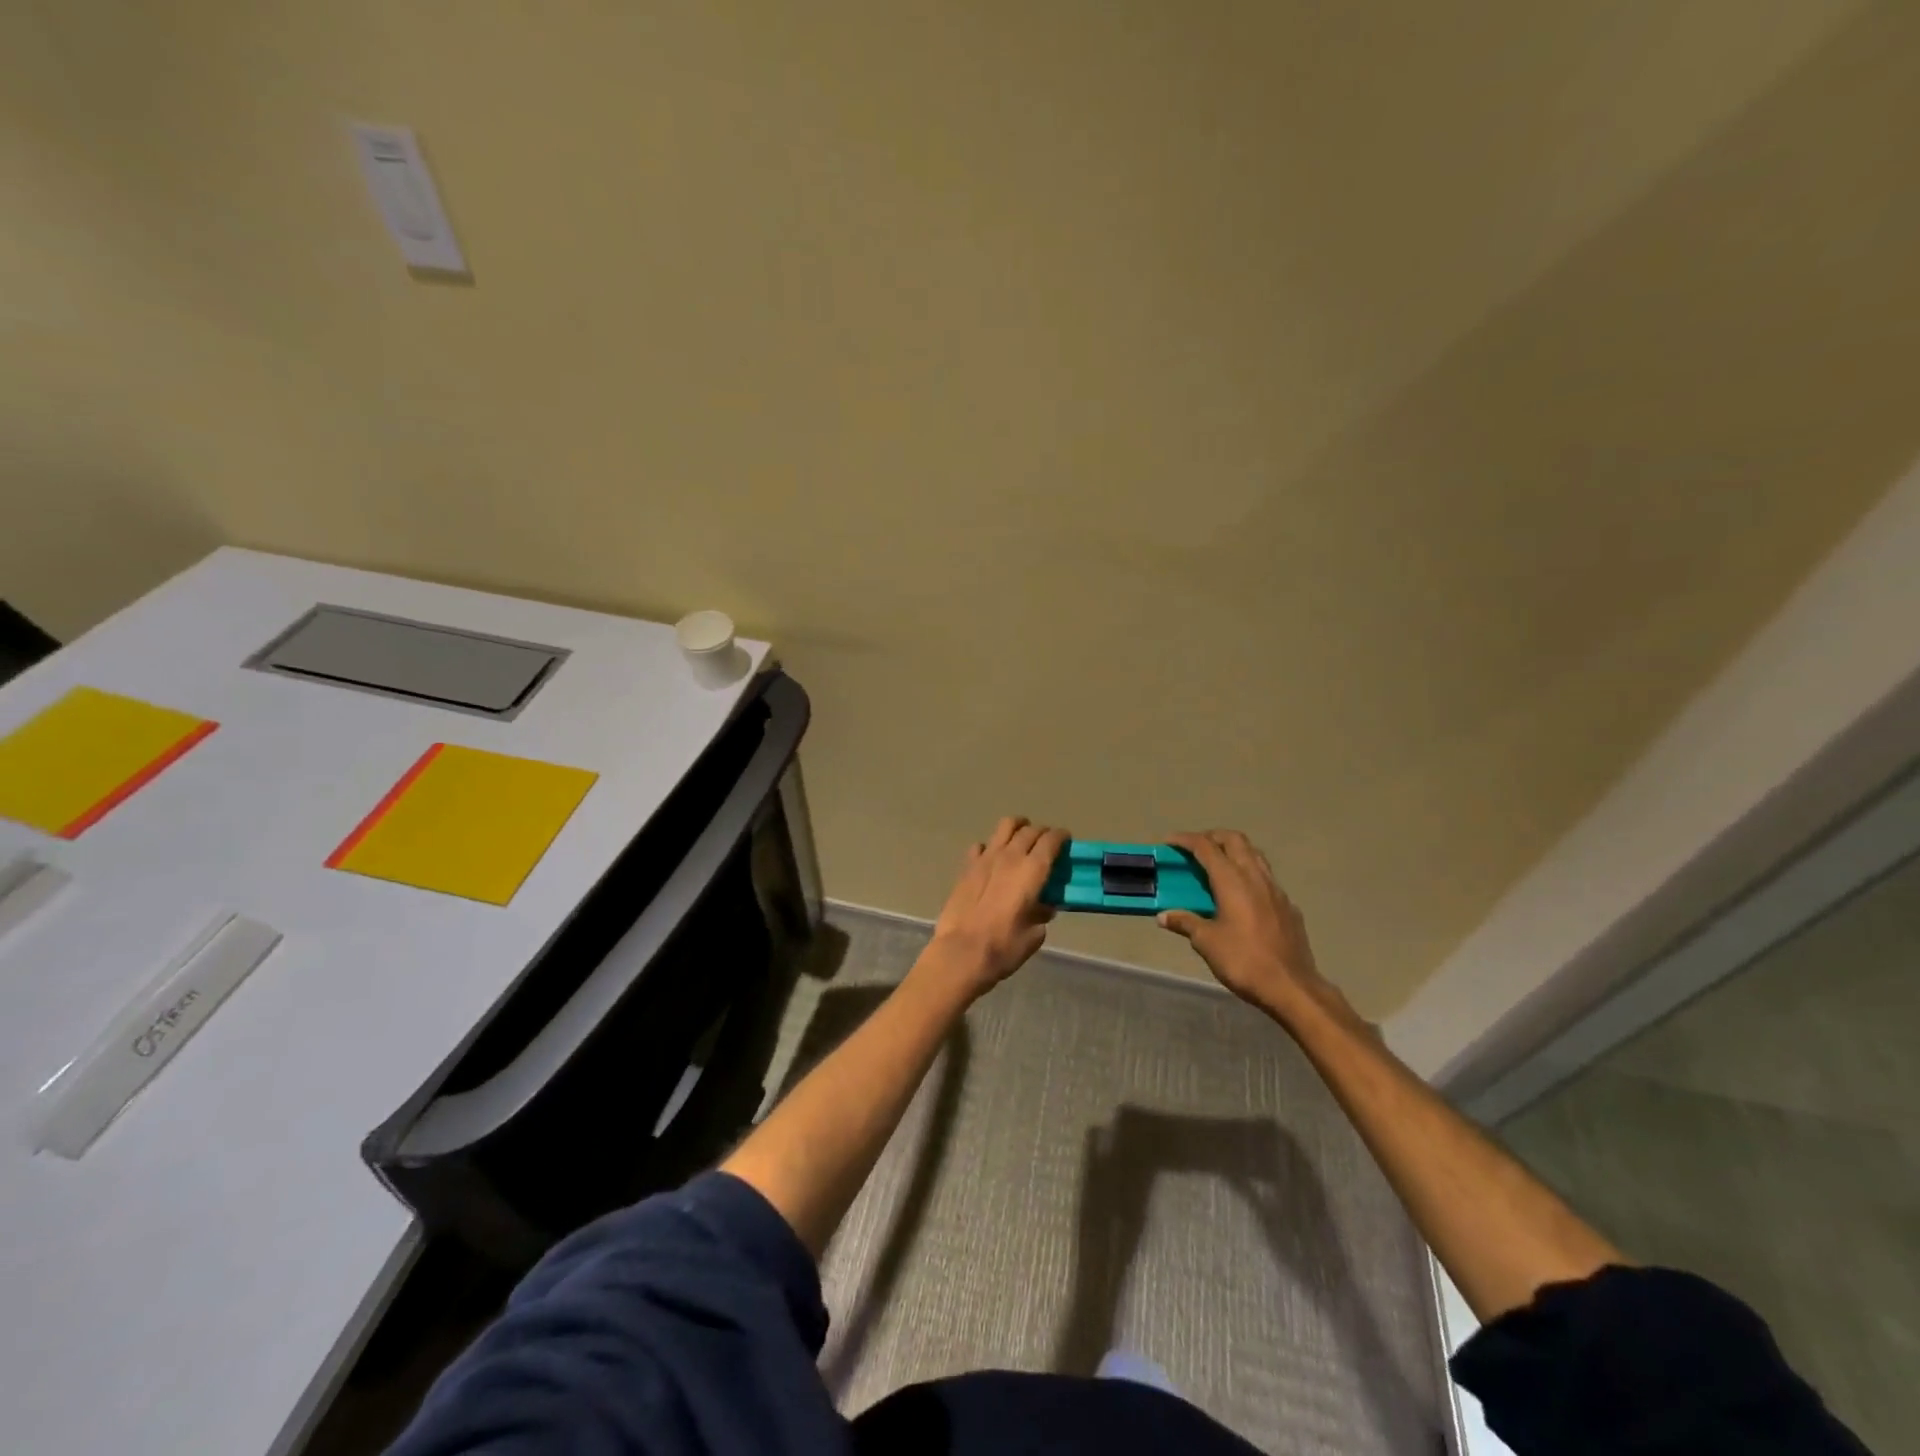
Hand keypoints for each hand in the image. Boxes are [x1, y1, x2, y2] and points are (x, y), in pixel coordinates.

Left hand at [926, 817, 1067, 999]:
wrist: (962, 952)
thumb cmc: (1004, 947)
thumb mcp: (1034, 935)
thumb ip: (1041, 914)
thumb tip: (1042, 907)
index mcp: (1033, 870)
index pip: (1051, 840)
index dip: (1061, 837)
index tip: (1066, 840)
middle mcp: (1011, 856)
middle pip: (1030, 831)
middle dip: (1042, 832)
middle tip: (1047, 842)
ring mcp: (986, 858)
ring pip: (1005, 826)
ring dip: (1017, 827)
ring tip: (1021, 836)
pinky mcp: (967, 867)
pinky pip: (981, 846)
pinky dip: (990, 847)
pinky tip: (992, 859)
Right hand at [1160, 830, 1359, 1032]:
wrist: (1292, 987)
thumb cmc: (1244, 961)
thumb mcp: (1207, 943)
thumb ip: (1186, 923)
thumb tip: (1164, 916)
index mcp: (1232, 881)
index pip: (1206, 847)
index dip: (1185, 840)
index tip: (1169, 842)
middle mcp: (1255, 877)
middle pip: (1235, 840)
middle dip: (1212, 837)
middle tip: (1195, 848)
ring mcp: (1276, 890)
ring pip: (1254, 855)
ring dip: (1234, 851)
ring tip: (1217, 866)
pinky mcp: (1289, 906)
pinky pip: (1267, 878)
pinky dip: (1249, 875)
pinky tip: (1242, 896)